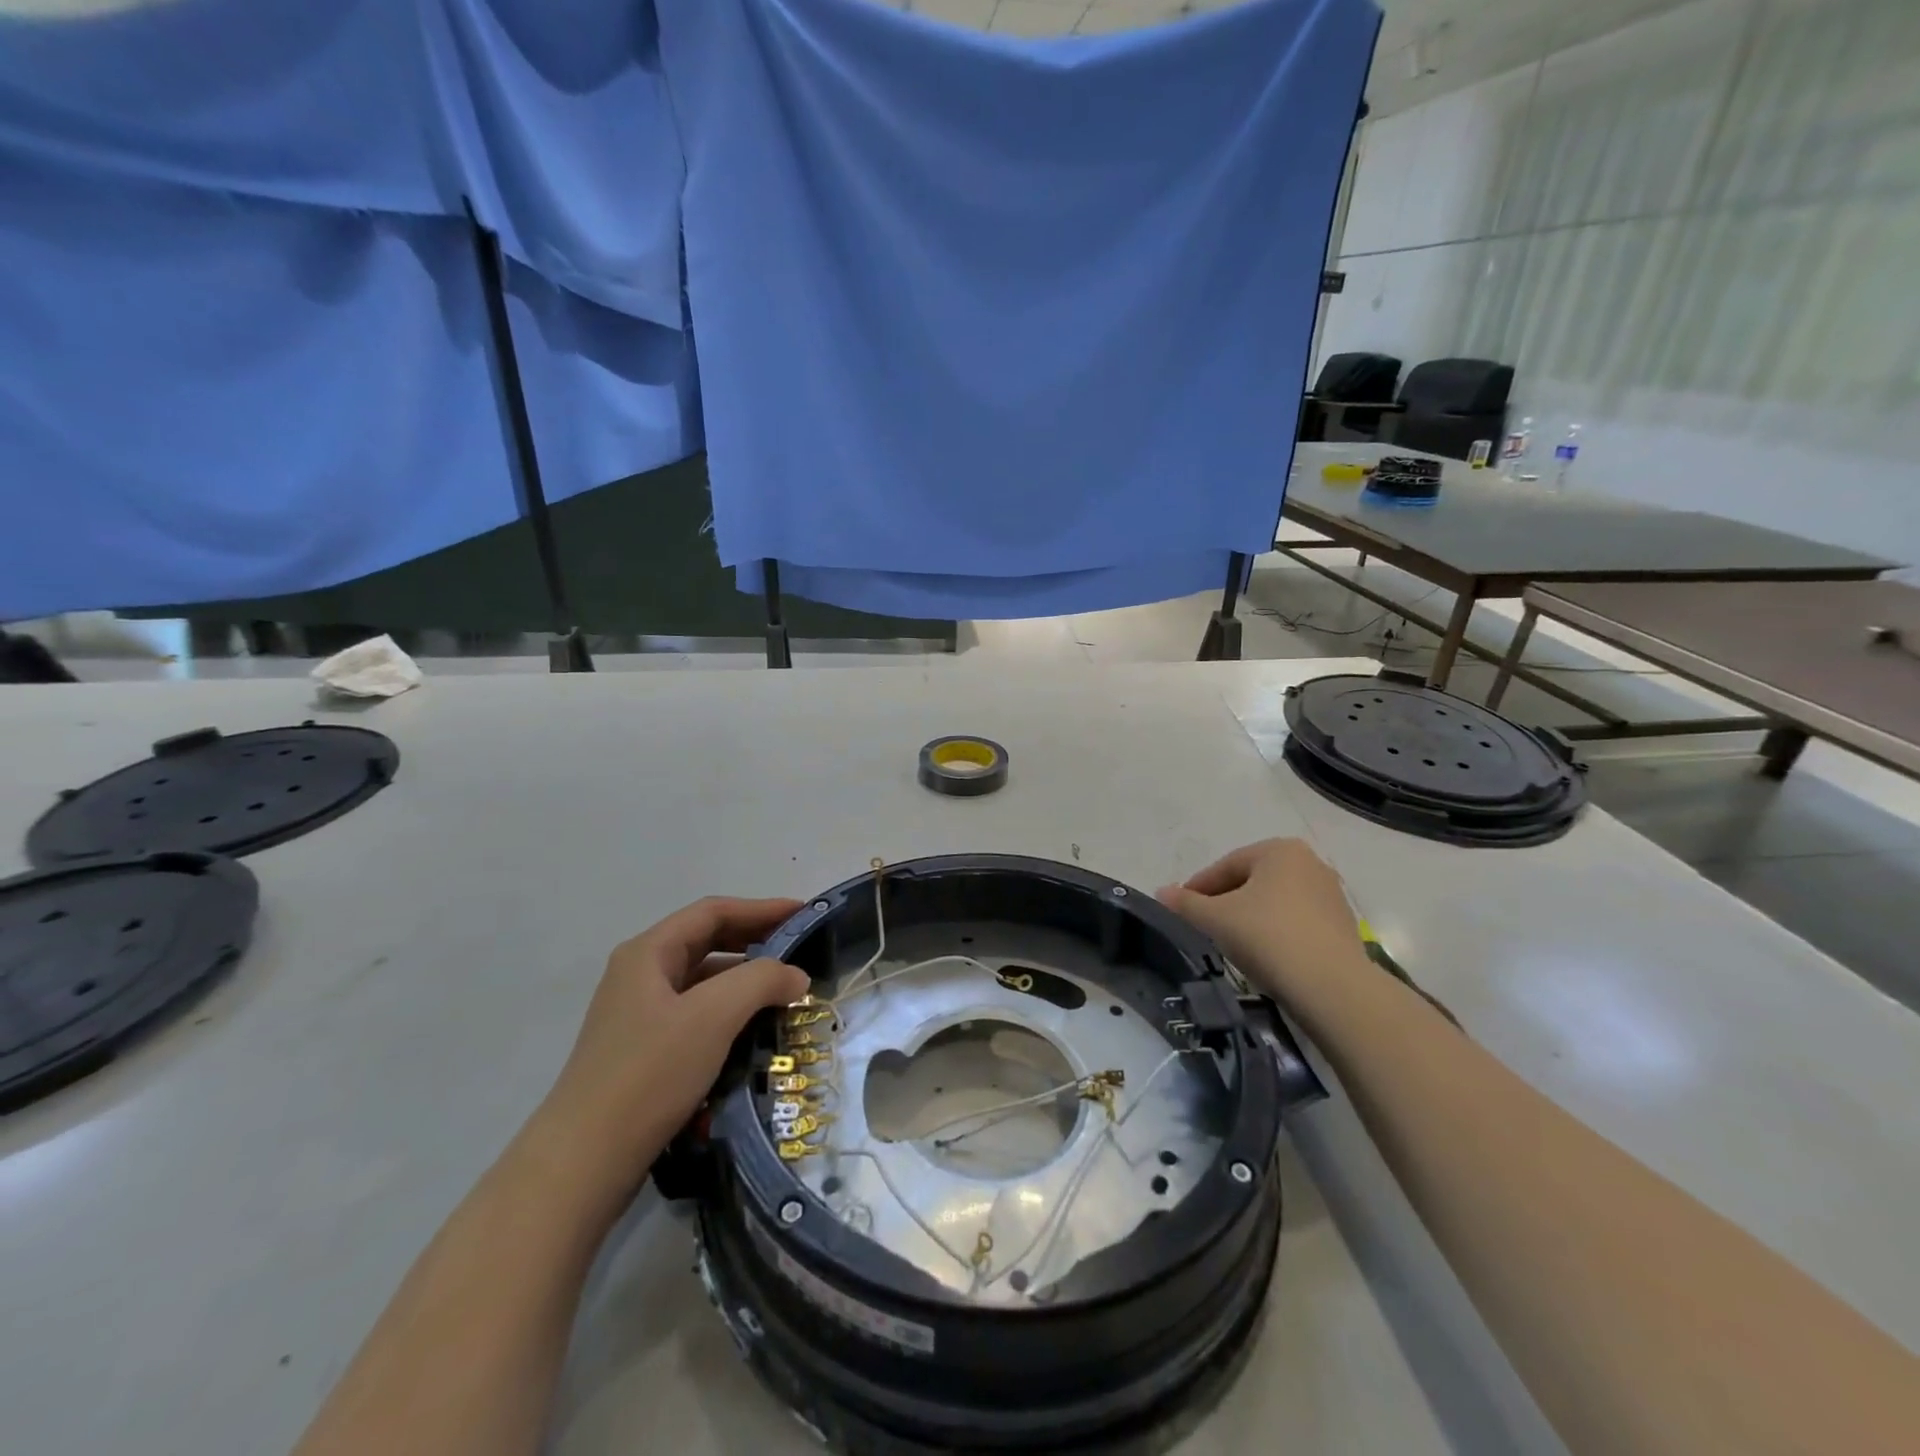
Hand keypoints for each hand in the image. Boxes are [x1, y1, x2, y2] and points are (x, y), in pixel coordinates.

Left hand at [538, 897, 808, 1193]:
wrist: (584, 1163)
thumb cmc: (650, 1073)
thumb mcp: (714, 1016)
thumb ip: (762, 981)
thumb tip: (797, 976)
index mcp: (648, 953)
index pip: (713, 912)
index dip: (762, 908)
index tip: (804, 914)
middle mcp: (640, 975)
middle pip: (707, 942)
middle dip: (756, 941)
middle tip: (800, 950)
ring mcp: (639, 1015)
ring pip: (703, 982)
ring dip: (745, 981)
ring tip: (786, 993)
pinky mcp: (644, 1052)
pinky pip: (697, 1016)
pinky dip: (730, 1014)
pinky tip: (755, 1032)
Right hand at [1157, 839, 1368, 1008]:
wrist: (1332, 988)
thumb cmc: (1267, 937)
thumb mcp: (1215, 918)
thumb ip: (1185, 903)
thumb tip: (1161, 892)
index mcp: (1279, 850)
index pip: (1225, 866)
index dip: (1198, 889)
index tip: (1181, 910)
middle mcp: (1310, 863)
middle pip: (1251, 881)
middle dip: (1225, 901)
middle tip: (1203, 926)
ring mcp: (1331, 894)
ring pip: (1274, 902)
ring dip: (1250, 917)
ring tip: (1231, 942)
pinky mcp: (1342, 926)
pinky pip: (1296, 922)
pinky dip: (1275, 932)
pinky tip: (1263, 955)